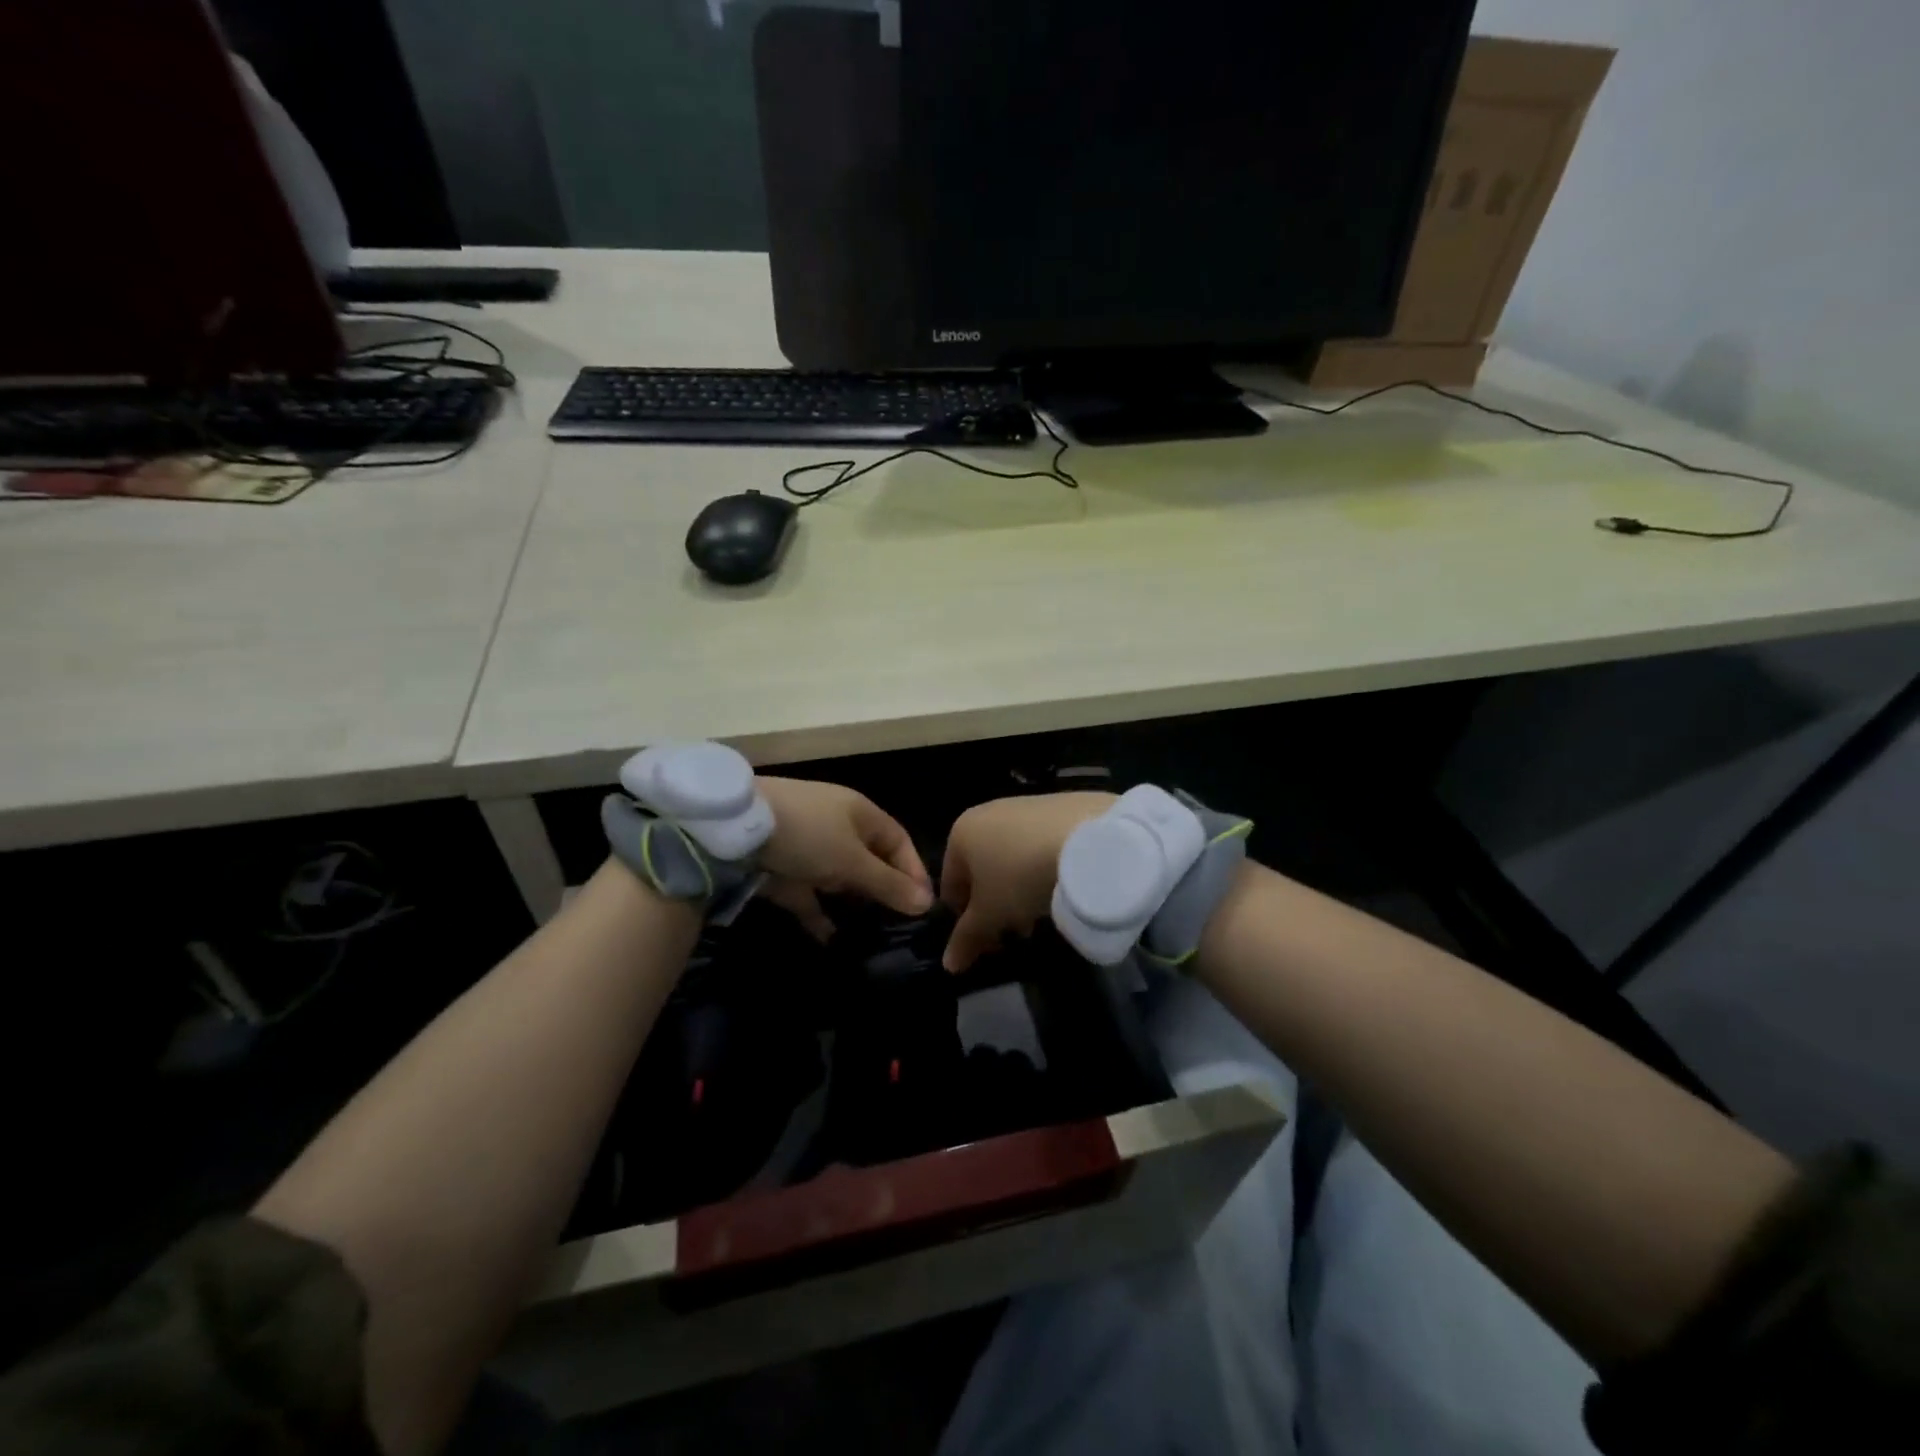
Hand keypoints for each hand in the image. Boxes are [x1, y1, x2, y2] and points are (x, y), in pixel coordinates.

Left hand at [756, 777, 933, 939]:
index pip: (898, 841)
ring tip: (871, 936)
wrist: (734, 826)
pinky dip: (819, 915)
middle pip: (870, 860)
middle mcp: (837, 827)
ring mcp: (808, 848)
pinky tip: (831, 940)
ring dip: (852, 904)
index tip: (925, 906)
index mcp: (860, 813)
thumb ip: (887, 884)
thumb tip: (926, 904)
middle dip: (884, 891)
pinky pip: (808, 896)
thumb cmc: (807, 834)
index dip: (913, 871)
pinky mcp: (783, 870)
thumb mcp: (852, 860)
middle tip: (900, 925)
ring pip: (839, 879)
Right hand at [940, 793, 1115, 971]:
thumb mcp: (991, 914)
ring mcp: (1024, 806)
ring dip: (1019, 888)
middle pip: (982, 869)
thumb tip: (949, 965)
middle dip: (995, 904)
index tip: (985, 943)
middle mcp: (987, 812)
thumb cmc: (1020, 875)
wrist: (1087, 839)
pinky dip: (1043, 866)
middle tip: (1015, 931)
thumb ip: (966, 938)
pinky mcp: (1059, 806)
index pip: (950, 885)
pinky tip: (1061, 885)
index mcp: (961, 832)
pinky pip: (1040, 844)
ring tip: (1041, 913)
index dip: (964, 920)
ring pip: (1012, 856)